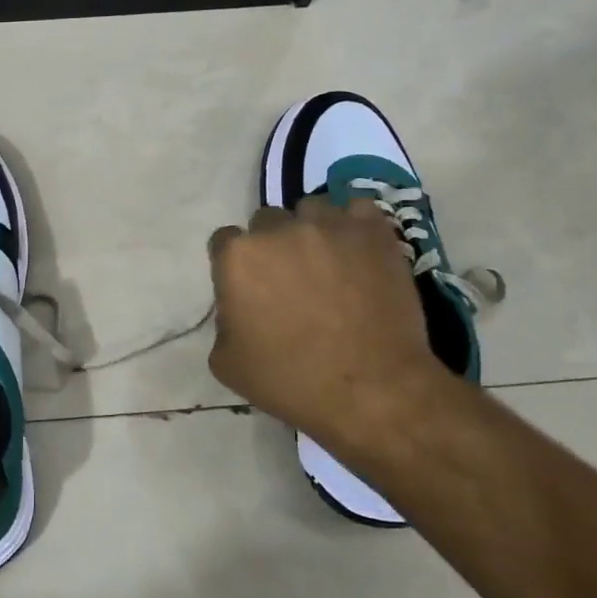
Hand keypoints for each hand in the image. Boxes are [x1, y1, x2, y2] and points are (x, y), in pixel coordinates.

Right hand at [206, 196, 449, 461]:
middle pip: (266, 221)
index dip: (234, 263)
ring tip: (327, 260)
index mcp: (237, 257)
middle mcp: (279, 229)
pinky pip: (358, 209)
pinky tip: (357, 249)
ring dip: (312, 230)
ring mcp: (329, 226)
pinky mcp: (373, 232)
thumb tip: (238, 308)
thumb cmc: (290, 379)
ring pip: (312, 209)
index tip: (248, 285)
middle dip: (272, 244)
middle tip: (288, 277)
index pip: (224, 241)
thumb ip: (223, 322)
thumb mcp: (226, 362)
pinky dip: (354, 224)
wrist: (371, 389)